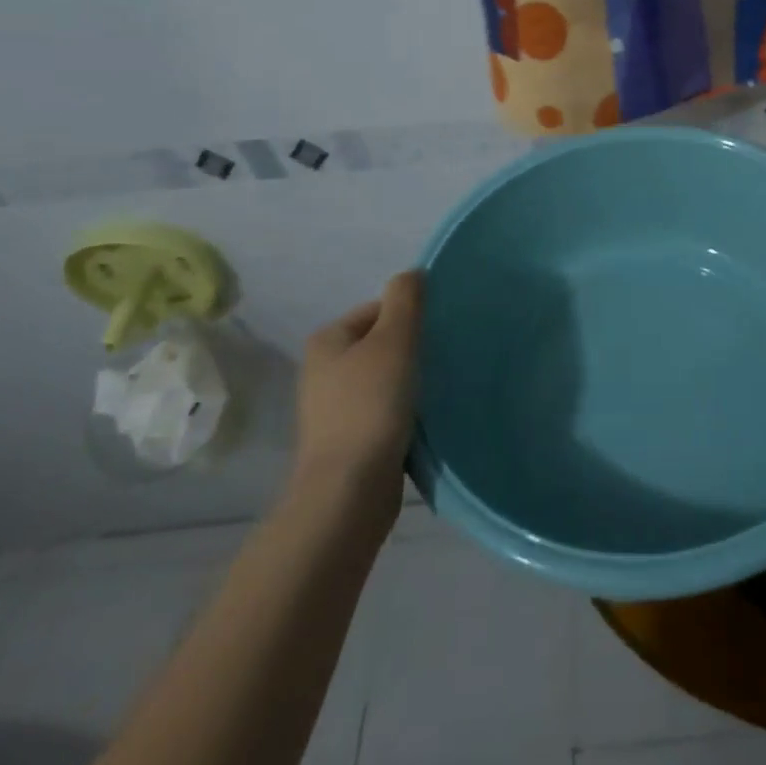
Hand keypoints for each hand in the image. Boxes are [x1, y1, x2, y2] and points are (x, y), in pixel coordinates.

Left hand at [294, 271, 422, 504]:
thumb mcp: (394, 340)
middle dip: (412, 349)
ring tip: (437, 389)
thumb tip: (412, 274)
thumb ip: (405, 300)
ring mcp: (332, 408)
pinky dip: (404, 410)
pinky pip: (384, 409)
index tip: (437, 335)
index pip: (378, 309)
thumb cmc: (371, 405)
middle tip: (442, 359)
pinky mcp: (348, 439)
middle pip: (381, 343)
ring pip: (385, 378)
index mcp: (327, 340)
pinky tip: (423, 418)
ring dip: (410, 381)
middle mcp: (322, 369)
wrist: (348, 491)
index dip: (411, 317)